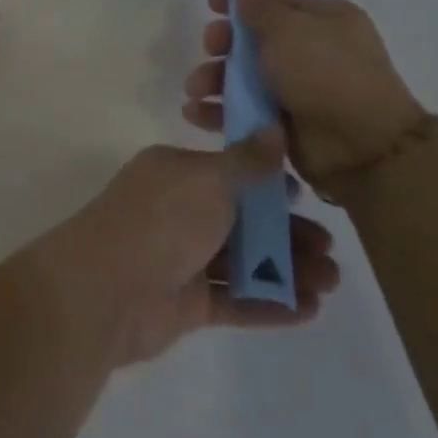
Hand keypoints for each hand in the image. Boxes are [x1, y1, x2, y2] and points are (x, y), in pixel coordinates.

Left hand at [52, 143, 338, 366]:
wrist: (106, 289)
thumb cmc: (160, 222)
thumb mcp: (208, 180)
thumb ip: (247, 161)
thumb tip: (274, 128)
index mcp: (175, 174)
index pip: (229, 174)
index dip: (268, 187)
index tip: (306, 200)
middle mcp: (176, 212)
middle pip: (241, 221)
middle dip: (287, 235)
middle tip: (331, 252)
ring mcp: (180, 259)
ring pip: (241, 262)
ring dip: (286, 271)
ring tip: (329, 284)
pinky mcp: (185, 303)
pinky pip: (234, 299)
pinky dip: (269, 303)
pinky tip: (308, 310)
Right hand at [181, 0, 426, 191]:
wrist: (361, 147)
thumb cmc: (325, 74)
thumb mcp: (289, 30)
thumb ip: (259, 5)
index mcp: (324, 20)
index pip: (273, 4)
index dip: (239, 4)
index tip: (210, 7)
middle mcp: (313, 51)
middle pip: (253, 41)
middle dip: (223, 46)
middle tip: (209, 51)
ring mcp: (298, 90)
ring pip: (244, 78)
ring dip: (214, 80)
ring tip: (196, 91)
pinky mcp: (284, 123)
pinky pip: (243, 111)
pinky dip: (219, 111)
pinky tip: (197, 113)